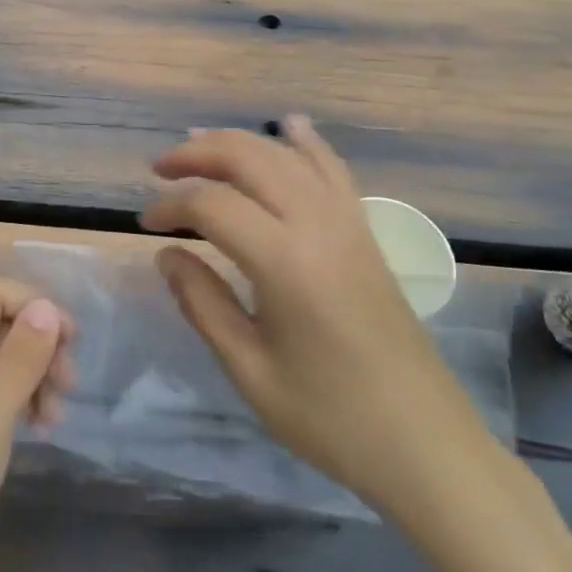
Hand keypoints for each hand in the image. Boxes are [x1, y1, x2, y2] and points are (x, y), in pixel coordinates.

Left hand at [0, 278, 74, 571]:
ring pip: (4, 355)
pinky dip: (23, 397)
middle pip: (1, 323)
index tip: (73, 340)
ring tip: (56, 416)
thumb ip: (21, 356)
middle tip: (70, 384)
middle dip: (40, 346)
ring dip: (37, 375)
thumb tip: (48, 307)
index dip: (37, 306)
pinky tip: (41, 425)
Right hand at [142, 115, 499, 520]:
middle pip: (251, 159)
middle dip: (198, 154)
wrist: (425, 445)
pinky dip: (307, 143)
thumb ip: (203, 303)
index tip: (145, 225)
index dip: (170, 205)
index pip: (212, 205)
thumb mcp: (250, 369)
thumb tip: (167, 255)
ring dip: (241, 142)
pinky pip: (334, 170)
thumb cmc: (330, 418)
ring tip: (200, 145)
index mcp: (285, 262)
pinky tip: (290, 126)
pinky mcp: (367, 234)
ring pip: (289, 155)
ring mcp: (350, 224)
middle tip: (159, 170)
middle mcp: (319, 226)